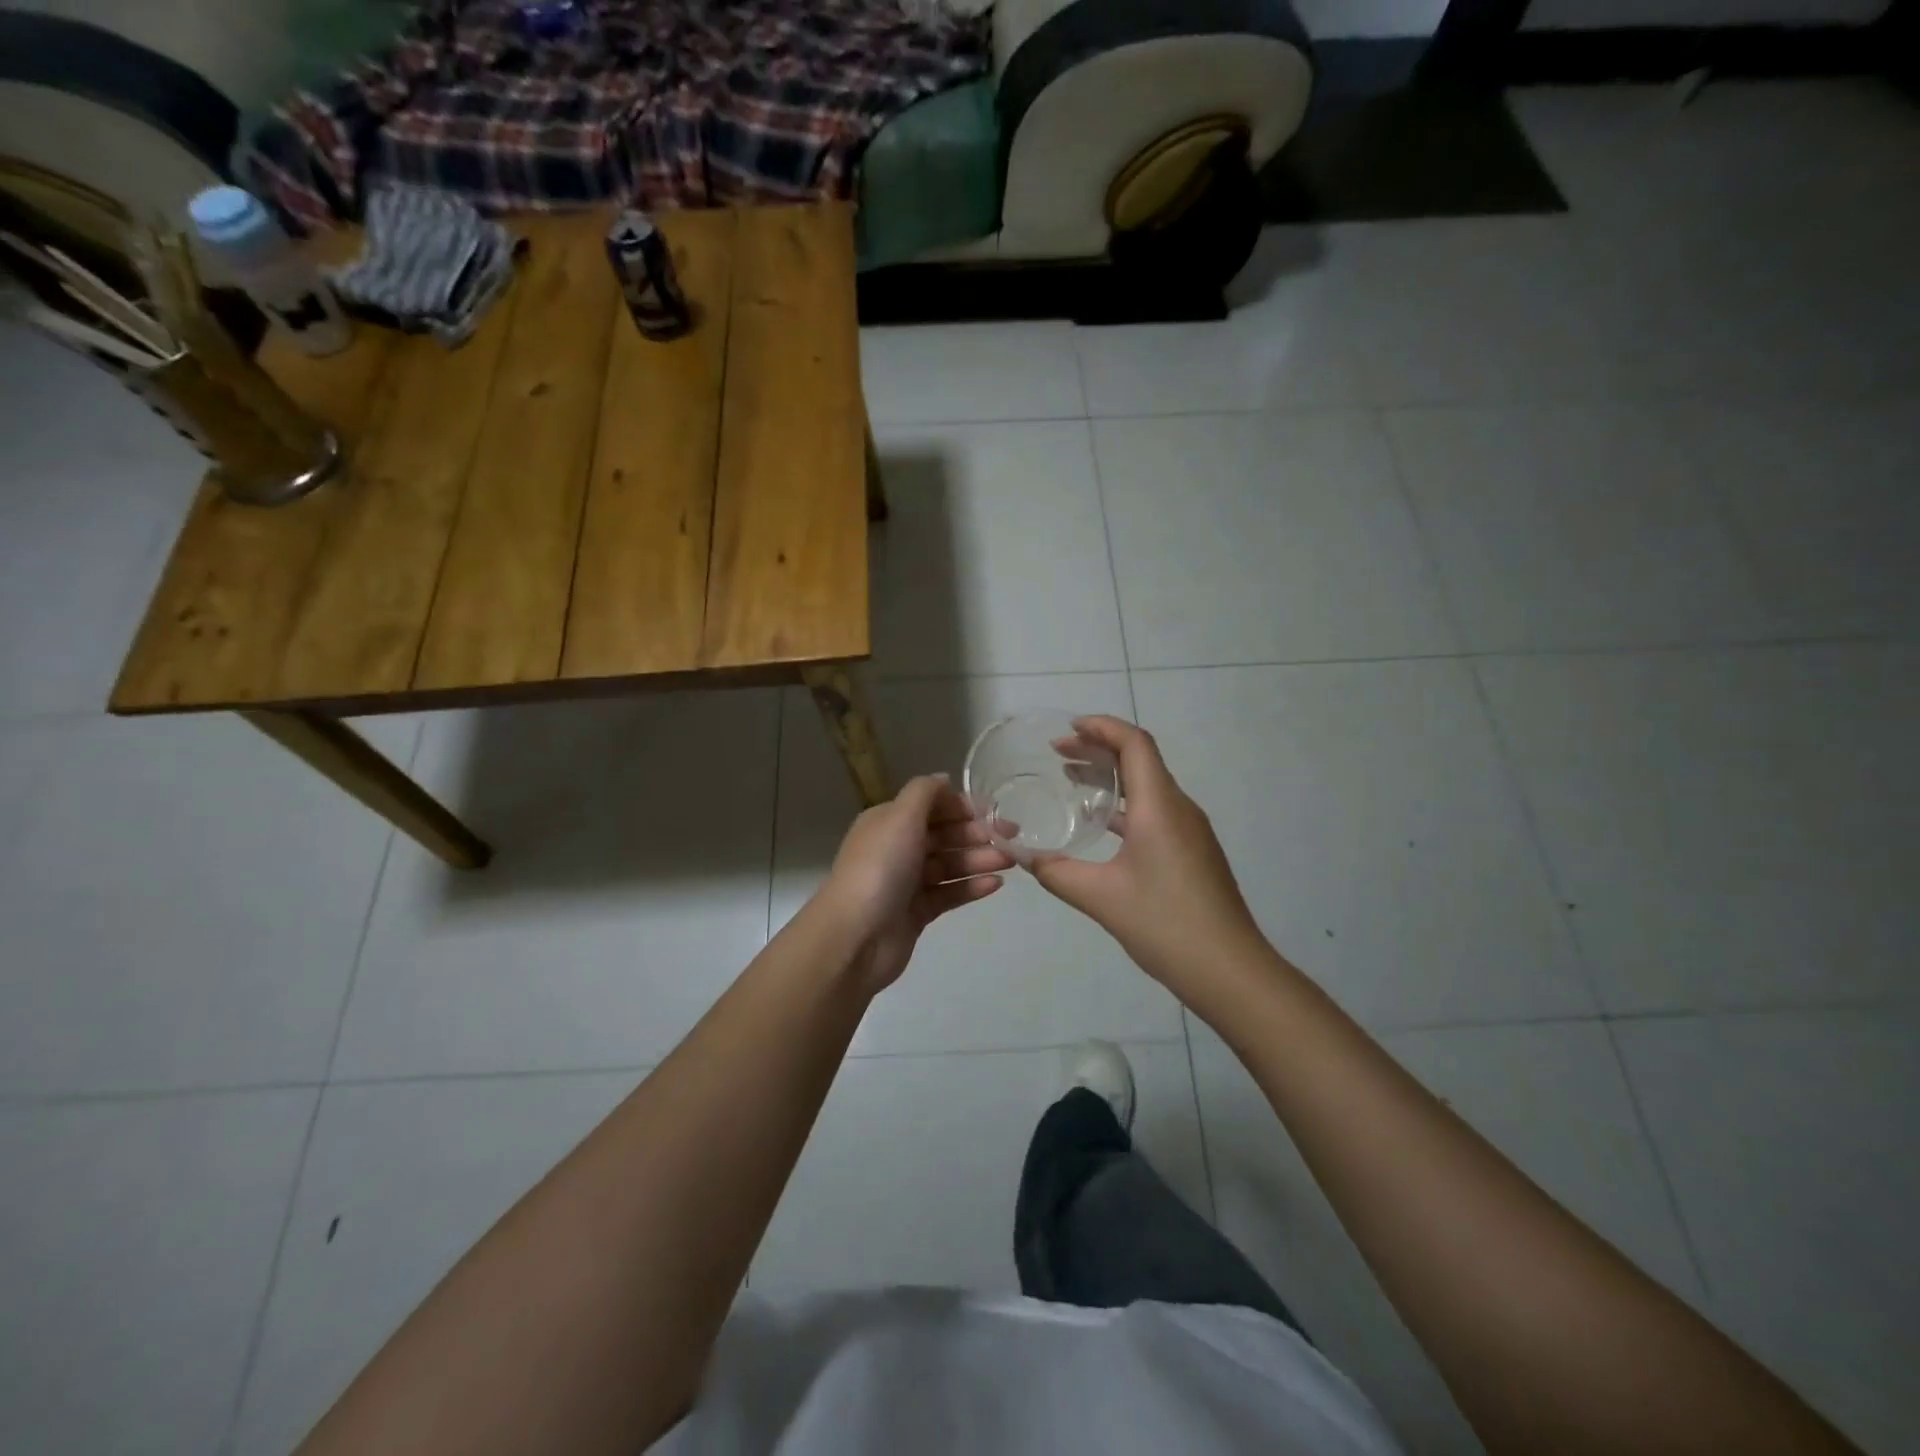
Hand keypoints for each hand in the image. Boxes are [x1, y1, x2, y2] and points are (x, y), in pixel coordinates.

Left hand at [819, 775, 1013, 992]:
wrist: (856, 936)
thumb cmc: (880, 867)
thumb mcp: (900, 817)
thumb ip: (925, 792)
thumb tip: (944, 778)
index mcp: (888, 821)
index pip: (931, 806)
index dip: (962, 806)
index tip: (994, 811)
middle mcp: (897, 848)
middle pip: (943, 835)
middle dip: (976, 834)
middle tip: (1011, 837)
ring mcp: (907, 882)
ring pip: (949, 865)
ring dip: (979, 859)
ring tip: (1010, 862)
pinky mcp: (917, 912)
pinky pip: (949, 893)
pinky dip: (971, 887)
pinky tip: (995, 885)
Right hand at [1029, 717, 1264, 991]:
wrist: (1230, 970)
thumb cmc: (1166, 924)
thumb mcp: (1100, 898)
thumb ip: (1057, 872)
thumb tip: (1024, 856)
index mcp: (1160, 807)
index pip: (1134, 744)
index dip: (1101, 727)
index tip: (1068, 729)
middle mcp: (1179, 808)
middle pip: (1140, 759)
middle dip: (1099, 749)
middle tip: (1059, 753)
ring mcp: (1190, 830)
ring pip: (1148, 786)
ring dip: (1111, 777)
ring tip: (1072, 780)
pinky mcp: (1193, 851)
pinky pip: (1155, 810)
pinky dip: (1125, 804)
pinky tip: (1101, 824)